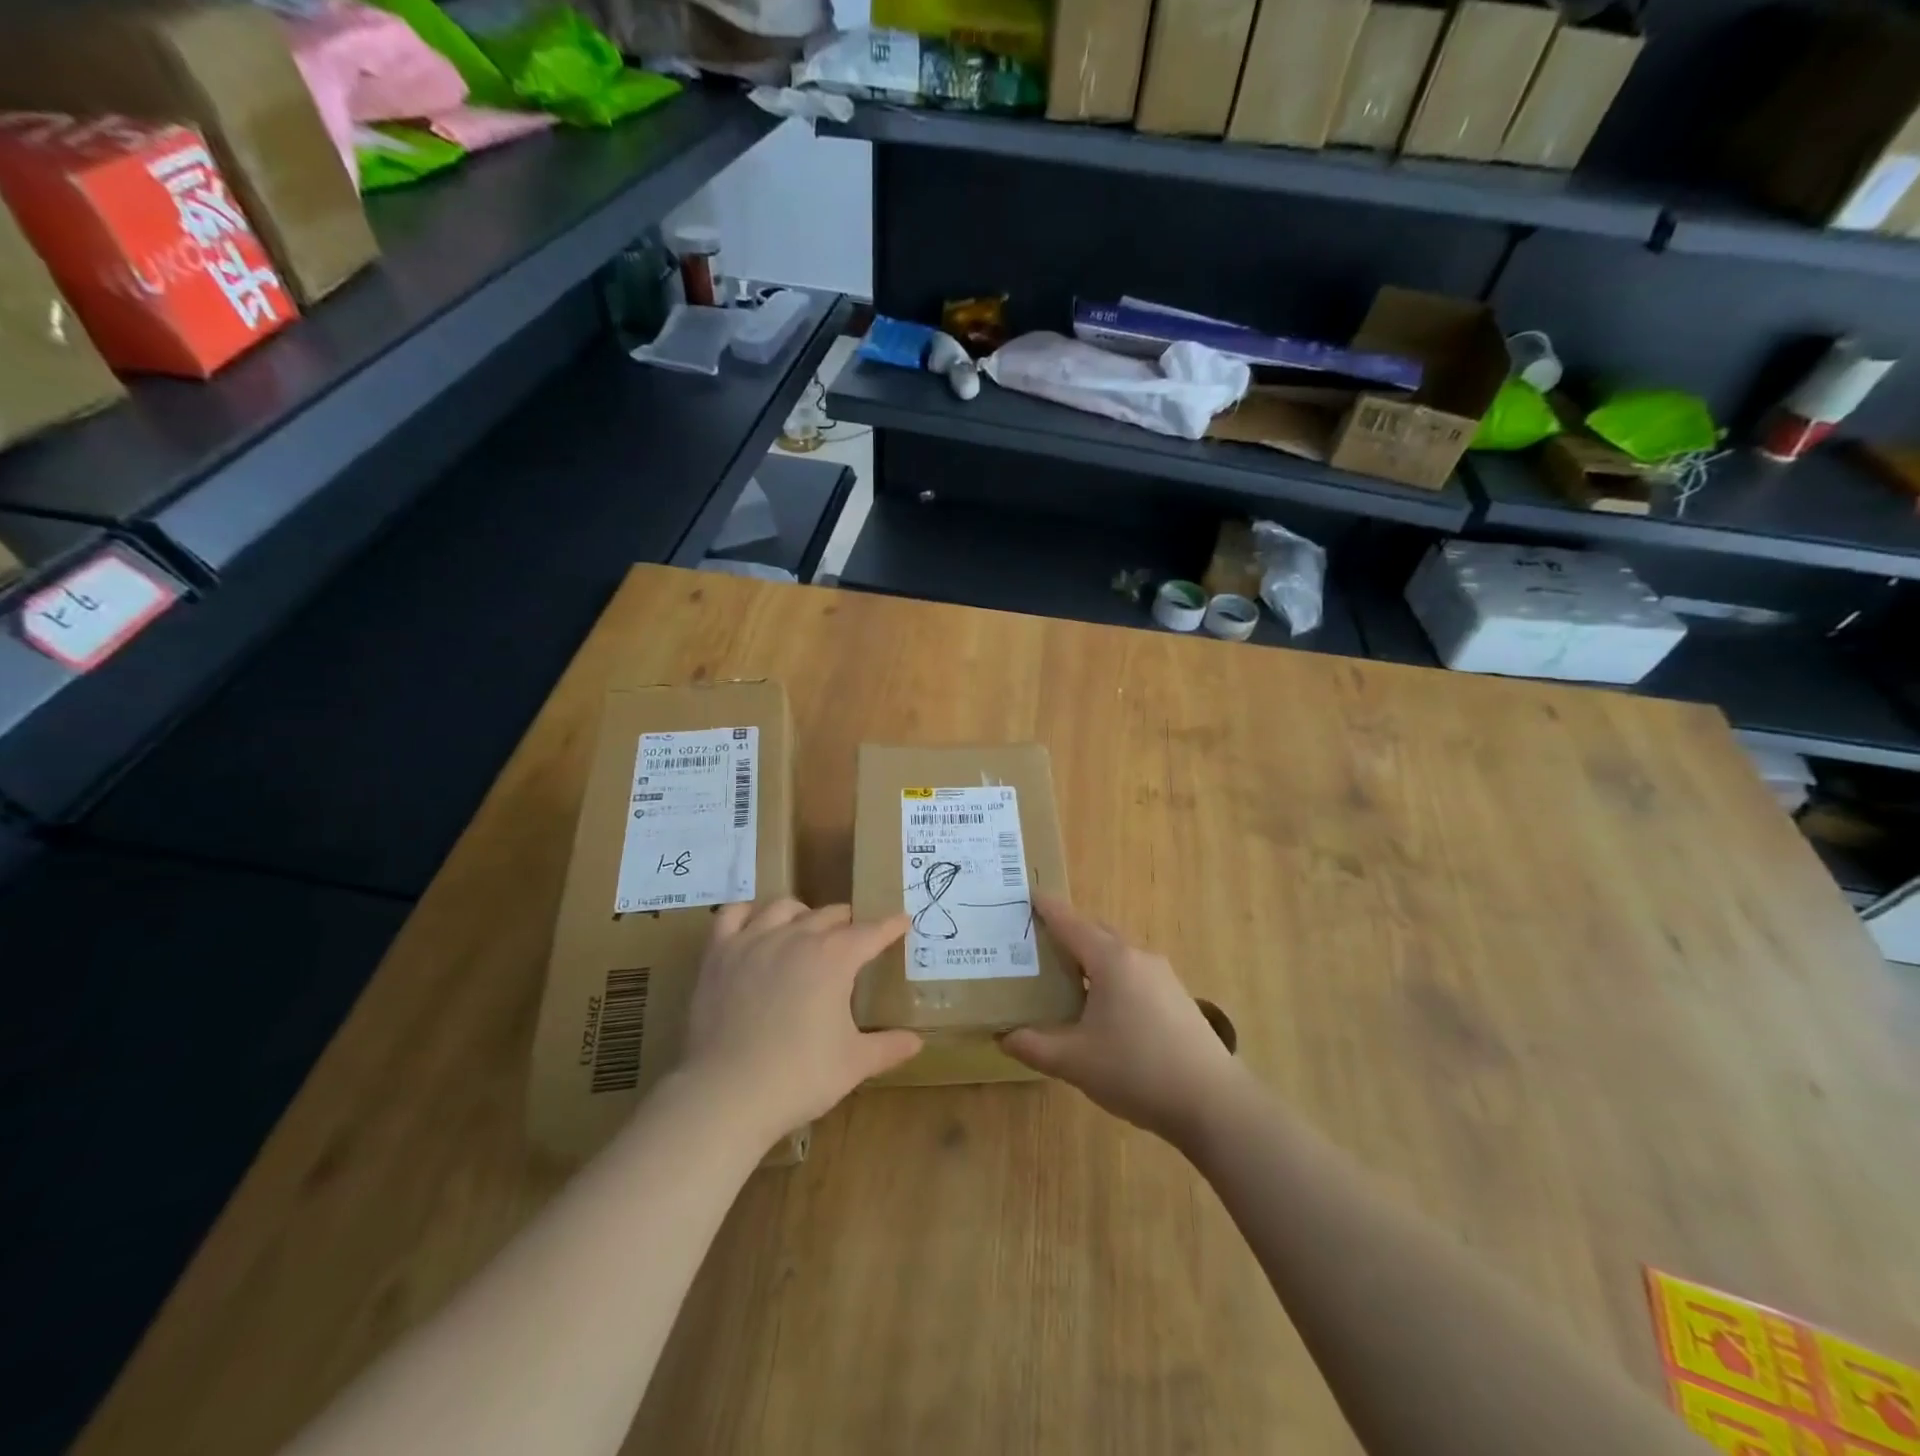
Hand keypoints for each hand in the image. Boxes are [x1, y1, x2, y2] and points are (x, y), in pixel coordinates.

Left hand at [684, 899, 921, 1139]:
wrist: (726, 1095)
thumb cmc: (799, 1078)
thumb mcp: (853, 1064)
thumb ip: (888, 1047)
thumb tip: (916, 1042)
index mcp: (834, 957)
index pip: (871, 932)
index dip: (890, 926)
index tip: (902, 922)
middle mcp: (796, 937)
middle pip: (829, 915)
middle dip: (848, 923)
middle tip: (855, 939)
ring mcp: (753, 941)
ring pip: (784, 908)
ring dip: (803, 914)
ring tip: (807, 929)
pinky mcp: (719, 954)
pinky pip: (733, 915)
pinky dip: (748, 914)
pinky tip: (755, 927)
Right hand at [1003, 895, 1241, 1144]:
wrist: (1212, 1102)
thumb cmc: (1136, 1071)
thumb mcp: (1074, 1061)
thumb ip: (1034, 1045)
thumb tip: (1003, 1035)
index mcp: (1111, 960)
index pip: (1070, 923)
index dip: (1047, 909)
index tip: (1028, 895)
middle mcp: (1138, 957)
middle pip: (1096, 932)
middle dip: (1068, 932)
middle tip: (1037, 943)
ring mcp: (1163, 976)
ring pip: (1117, 953)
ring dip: (1091, 957)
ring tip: (1064, 977)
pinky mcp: (1177, 998)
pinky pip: (1134, 973)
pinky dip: (1111, 976)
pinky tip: (1102, 1007)